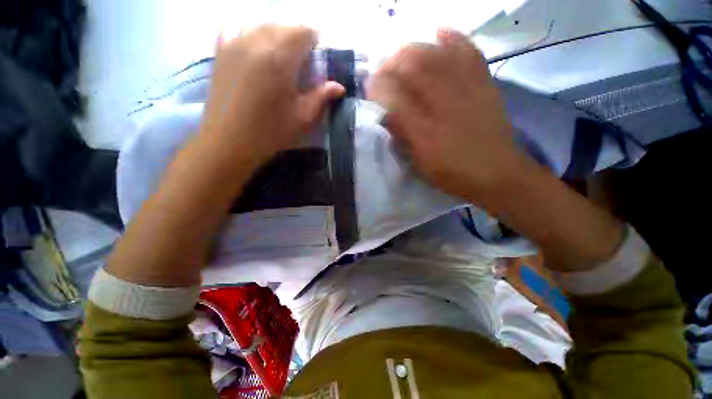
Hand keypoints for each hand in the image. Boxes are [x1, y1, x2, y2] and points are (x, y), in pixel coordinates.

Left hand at [200, 25, 344, 164]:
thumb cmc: (270, 132)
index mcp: (279, 59)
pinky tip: (255, 48)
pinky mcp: (220, 52)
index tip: (319, 56)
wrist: (229, 142)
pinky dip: (250, 33)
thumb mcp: (302, 118)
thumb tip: (339, 87)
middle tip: (304, 59)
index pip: (303, 32)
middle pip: (283, 26)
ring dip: (276, 35)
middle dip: (298, 37)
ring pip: (261, 25)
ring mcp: (234, 44)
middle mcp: (255, 42)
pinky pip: (236, 29)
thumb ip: (321, 97)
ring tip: (282, 56)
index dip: (315, 40)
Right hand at [368, 29, 526, 206]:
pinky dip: (454, 38)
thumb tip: (386, 115)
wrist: (497, 173)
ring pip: (437, 55)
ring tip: (402, 54)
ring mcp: (466, 90)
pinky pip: (469, 53)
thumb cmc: (452, 173)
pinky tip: (439, 32)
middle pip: (413, 68)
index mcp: (423, 131)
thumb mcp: (419, 164)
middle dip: (392, 63)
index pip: (394, 99)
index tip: (368, 86)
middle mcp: (442, 104)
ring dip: (414, 49)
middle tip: (382, 68)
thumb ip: (402, 139)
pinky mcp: (484, 84)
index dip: (378, 88)